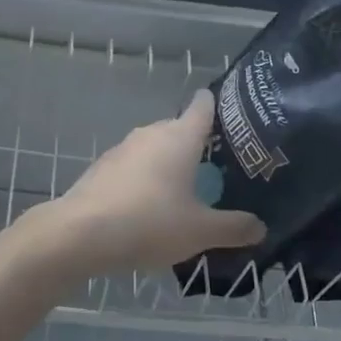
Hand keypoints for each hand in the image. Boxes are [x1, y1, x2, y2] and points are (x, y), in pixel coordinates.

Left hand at [42, 91, 265, 273]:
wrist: (80, 234)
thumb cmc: (149, 223)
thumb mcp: (199, 231)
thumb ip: (233, 227)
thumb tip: (260, 227)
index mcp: (179, 137)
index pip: (202, 106)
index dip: (216, 106)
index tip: (230, 114)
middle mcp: (150, 134)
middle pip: (178, 129)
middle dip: (195, 146)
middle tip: (216, 168)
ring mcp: (122, 149)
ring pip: (153, 149)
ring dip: (167, 165)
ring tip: (184, 191)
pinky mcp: (101, 169)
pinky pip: (132, 168)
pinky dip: (144, 180)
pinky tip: (149, 208)